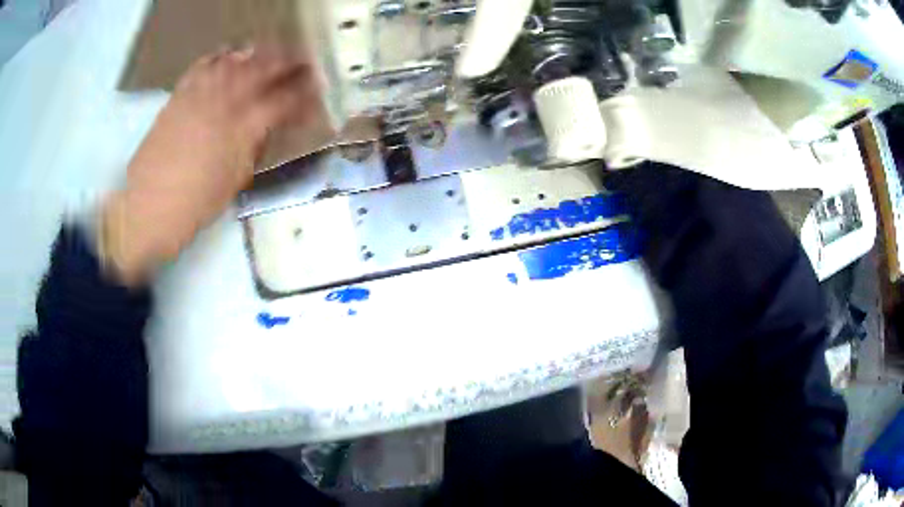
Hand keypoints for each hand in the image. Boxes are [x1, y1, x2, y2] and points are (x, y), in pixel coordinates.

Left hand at [101, 46, 321, 284]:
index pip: (283, 101)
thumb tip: (265, 127)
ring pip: (233, 61)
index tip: (316, 90)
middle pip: (262, 70)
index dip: (303, 94)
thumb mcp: (235, 182)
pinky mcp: (178, 97)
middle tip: (300, 62)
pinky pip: (201, 67)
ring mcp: (198, 96)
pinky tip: (227, 57)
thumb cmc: (195, 206)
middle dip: (286, 62)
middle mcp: (223, 103)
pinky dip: (218, 57)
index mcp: (242, 130)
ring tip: (268, 54)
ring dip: (255, 54)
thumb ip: (252, 147)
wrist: (147, 209)